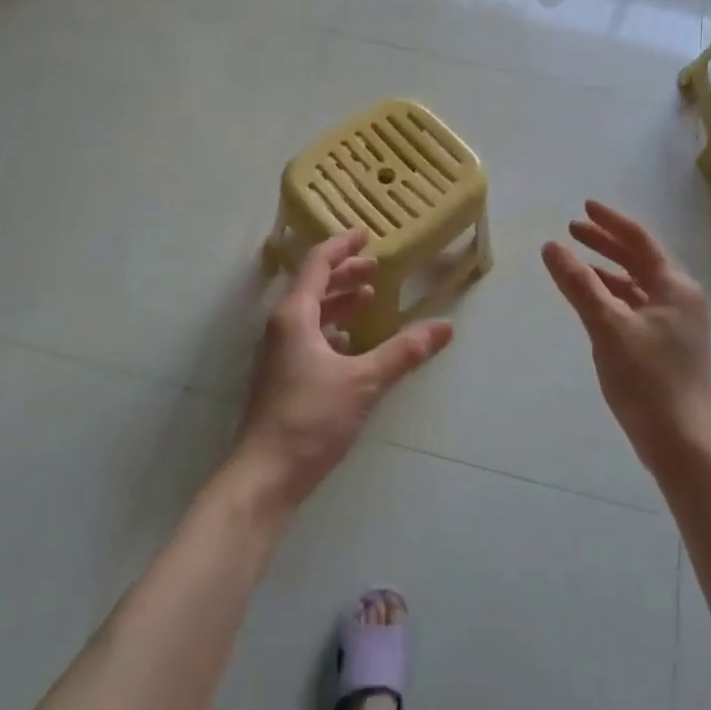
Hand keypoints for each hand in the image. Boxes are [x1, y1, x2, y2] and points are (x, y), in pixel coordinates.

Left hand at [228, 230, 453, 511]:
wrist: (266, 475)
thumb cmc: (311, 418)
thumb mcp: (364, 381)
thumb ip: (404, 352)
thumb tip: (445, 327)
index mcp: (294, 315)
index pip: (317, 264)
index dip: (342, 246)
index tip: (366, 234)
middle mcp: (282, 326)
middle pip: (313, 285)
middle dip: (344, 273)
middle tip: (376, 268)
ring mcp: (279, 352)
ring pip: (311, 312)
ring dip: (339, 301)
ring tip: (369, 298)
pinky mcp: (282, 375)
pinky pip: (309, 335)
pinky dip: (332, 327)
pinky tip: (352, 340)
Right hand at [542, 201, 710, 473]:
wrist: (680, 441)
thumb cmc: (647, 378)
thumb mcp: (607, 326)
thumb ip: (579, 284)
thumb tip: (551, 246)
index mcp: (674, 286)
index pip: (640, 240)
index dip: (610, 221)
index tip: (584, 206)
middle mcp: (679, 298)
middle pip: (639, 259)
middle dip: (605, 243)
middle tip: (572, 229)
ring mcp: (674, 323)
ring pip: (635, 284)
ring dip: (606, 269)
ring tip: (575, 261)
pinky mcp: (664, 345)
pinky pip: (634, 305)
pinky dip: (611, 295)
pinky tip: (591, 299)